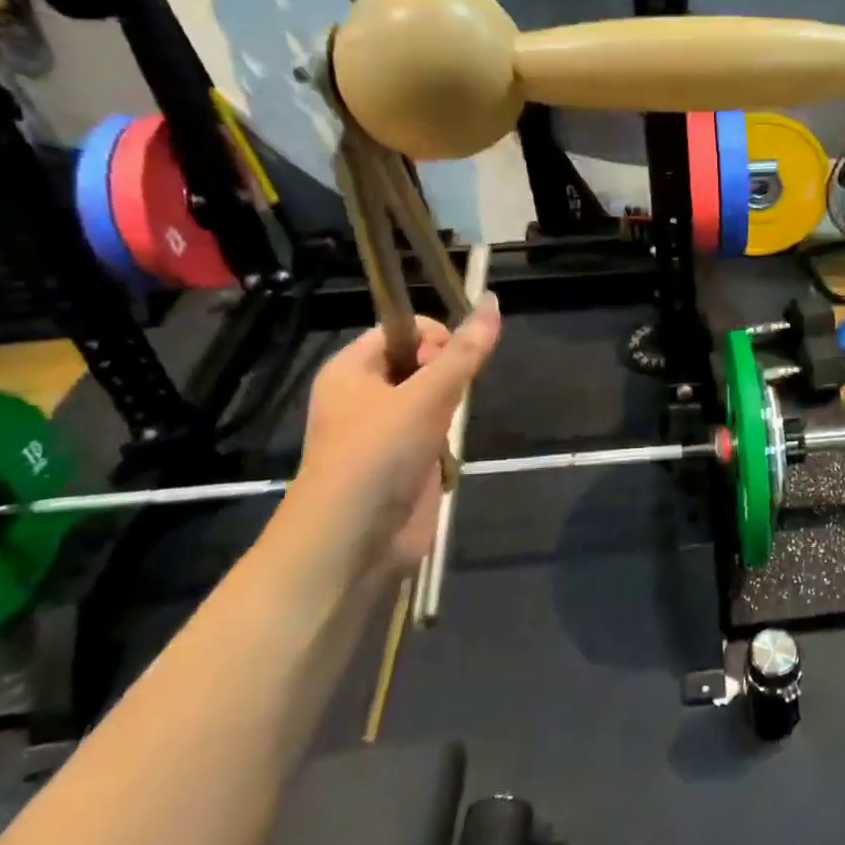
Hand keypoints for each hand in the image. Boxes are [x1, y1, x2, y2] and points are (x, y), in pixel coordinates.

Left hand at [293, 295, 501, 565]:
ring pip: (433, 399)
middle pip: (421, 362)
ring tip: (444, 431)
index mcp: (352, 369)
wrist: (351, 544)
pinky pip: (434, 433)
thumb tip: (493, 300)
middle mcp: (364, 394)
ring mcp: (383, 430)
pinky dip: (447, 441)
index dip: (435, 337)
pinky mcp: (402, 462)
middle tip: (448, 401)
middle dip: (446, 376)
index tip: (453, 363)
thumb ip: (464, 352)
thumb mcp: (426, 396)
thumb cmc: (378, 455)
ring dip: (449, 411)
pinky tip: (444, 457)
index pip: (403, 329)